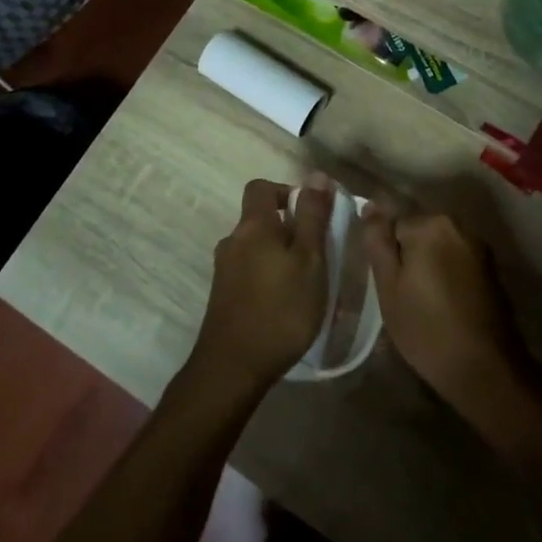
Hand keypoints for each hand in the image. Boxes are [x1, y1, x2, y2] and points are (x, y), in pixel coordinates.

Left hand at [188, 175, 332, 397]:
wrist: (233, 366)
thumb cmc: (280, 308)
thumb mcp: (309, 259)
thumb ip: (312, 217)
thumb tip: (316, 175)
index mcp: (252, 226)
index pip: (261, 187)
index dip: (287, 192)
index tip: (312, 215)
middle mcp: (232, 241)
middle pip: (260, 219)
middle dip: (290, 229)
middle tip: (318, 255)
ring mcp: (224, 270)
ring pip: (256, 248)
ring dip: (280, 256)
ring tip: (306, 283)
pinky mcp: (223, 296)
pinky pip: (250, 271)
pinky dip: (269, 277)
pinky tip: (286, 303)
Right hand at [363, 209, 533, 417]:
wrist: (484, 367)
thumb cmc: (426, 328)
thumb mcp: (389, 286)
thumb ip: (378, 241)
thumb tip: (370, 205)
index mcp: (431, 225)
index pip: (393, 225)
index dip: (387, 257)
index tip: (390, 286)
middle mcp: (459, 226)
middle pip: (418, 233)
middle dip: (408, 258)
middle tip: (403, 297)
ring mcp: (479, 247)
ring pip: (438, 248)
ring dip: (428, 267)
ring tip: (423, 304)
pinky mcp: (491, 268)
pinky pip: (457, 262)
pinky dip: (447, 276)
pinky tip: (445, 305)